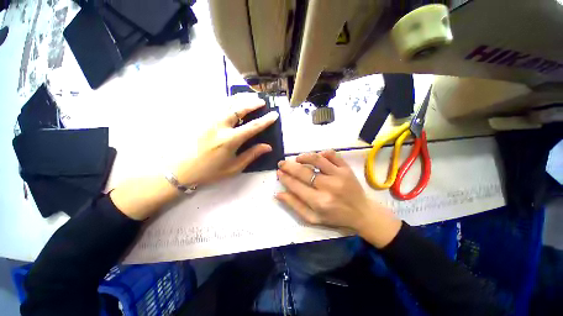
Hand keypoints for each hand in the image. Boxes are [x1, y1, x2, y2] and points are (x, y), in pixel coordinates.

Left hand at [110, 94, 278, 220]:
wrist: (181, 171)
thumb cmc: (210, 172)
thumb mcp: (234, 167)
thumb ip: (251, 154)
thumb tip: (268, 147)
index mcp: (230, 140)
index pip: (253, 126)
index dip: (265, 120)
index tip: (274, 114)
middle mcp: (219, 126)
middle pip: (239, 108)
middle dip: (252, 103)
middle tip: (261, 101)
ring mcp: (208, 121)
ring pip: (226, 103)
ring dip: (240, 98)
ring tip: (249, 97)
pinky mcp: (200, 120)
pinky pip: (216, 105)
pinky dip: (227, 101)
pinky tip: (232, 101)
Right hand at [275, 150, 401, 247]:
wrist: (362, 213)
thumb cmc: (335, 217)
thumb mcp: (313, 218)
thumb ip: (295, 206)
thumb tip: (278, 193)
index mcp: (319, 202)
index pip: (296, 185)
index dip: (285, 177)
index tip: (278, 172)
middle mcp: (328, 187)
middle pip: (304, 171)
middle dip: (289, 166)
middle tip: (282, 163)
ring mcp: (339, 175)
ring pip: (317, 159)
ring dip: (304, 157)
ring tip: (297, 159)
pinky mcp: (346, 168)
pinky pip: (332, 155)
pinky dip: (322, 153)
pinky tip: (316, 157)